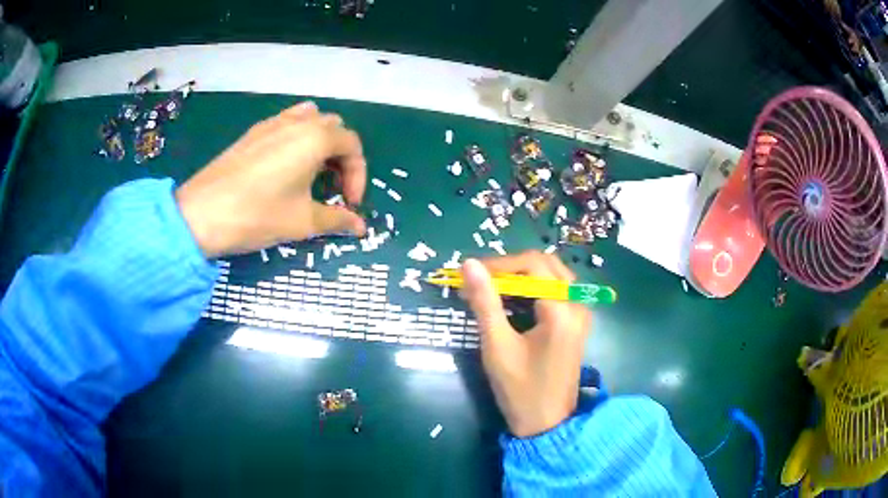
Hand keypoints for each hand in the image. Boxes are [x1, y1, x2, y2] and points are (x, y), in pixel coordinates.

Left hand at [176, 101, 366, 257]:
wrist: (201, 214)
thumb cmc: (258, 215)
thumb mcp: (302, 221)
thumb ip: (337, 219)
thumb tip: (360, 227)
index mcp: (315, 138)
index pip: (352, 146)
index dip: (357, 176)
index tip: (350, 204)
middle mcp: (297, 122)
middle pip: (333, 128)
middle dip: (341, 157)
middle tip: (333, 188)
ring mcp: (271, 123)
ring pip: (309, 120)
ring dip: (319, 143)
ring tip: (312, 172)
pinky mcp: (252, 132)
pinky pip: (285, 124)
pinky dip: (296, 139)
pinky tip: (284, 167)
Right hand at [461, 252, 592, 437]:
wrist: (547, 424)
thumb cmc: (520, 389)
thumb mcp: (498, 346)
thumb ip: (485, 302)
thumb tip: (468, 265)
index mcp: (562, 309)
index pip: (533, 264)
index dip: (500, 264)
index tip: (471, 273)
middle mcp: (578, 304)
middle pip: (546, 265)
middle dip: (511, 268)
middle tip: (481, 280)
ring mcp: (580, 313)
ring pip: (552, 276)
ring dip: (522, 277)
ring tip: (491, 289)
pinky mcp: (576, 323)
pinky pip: (556, 291)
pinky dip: (533, 289)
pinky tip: (511, 301)